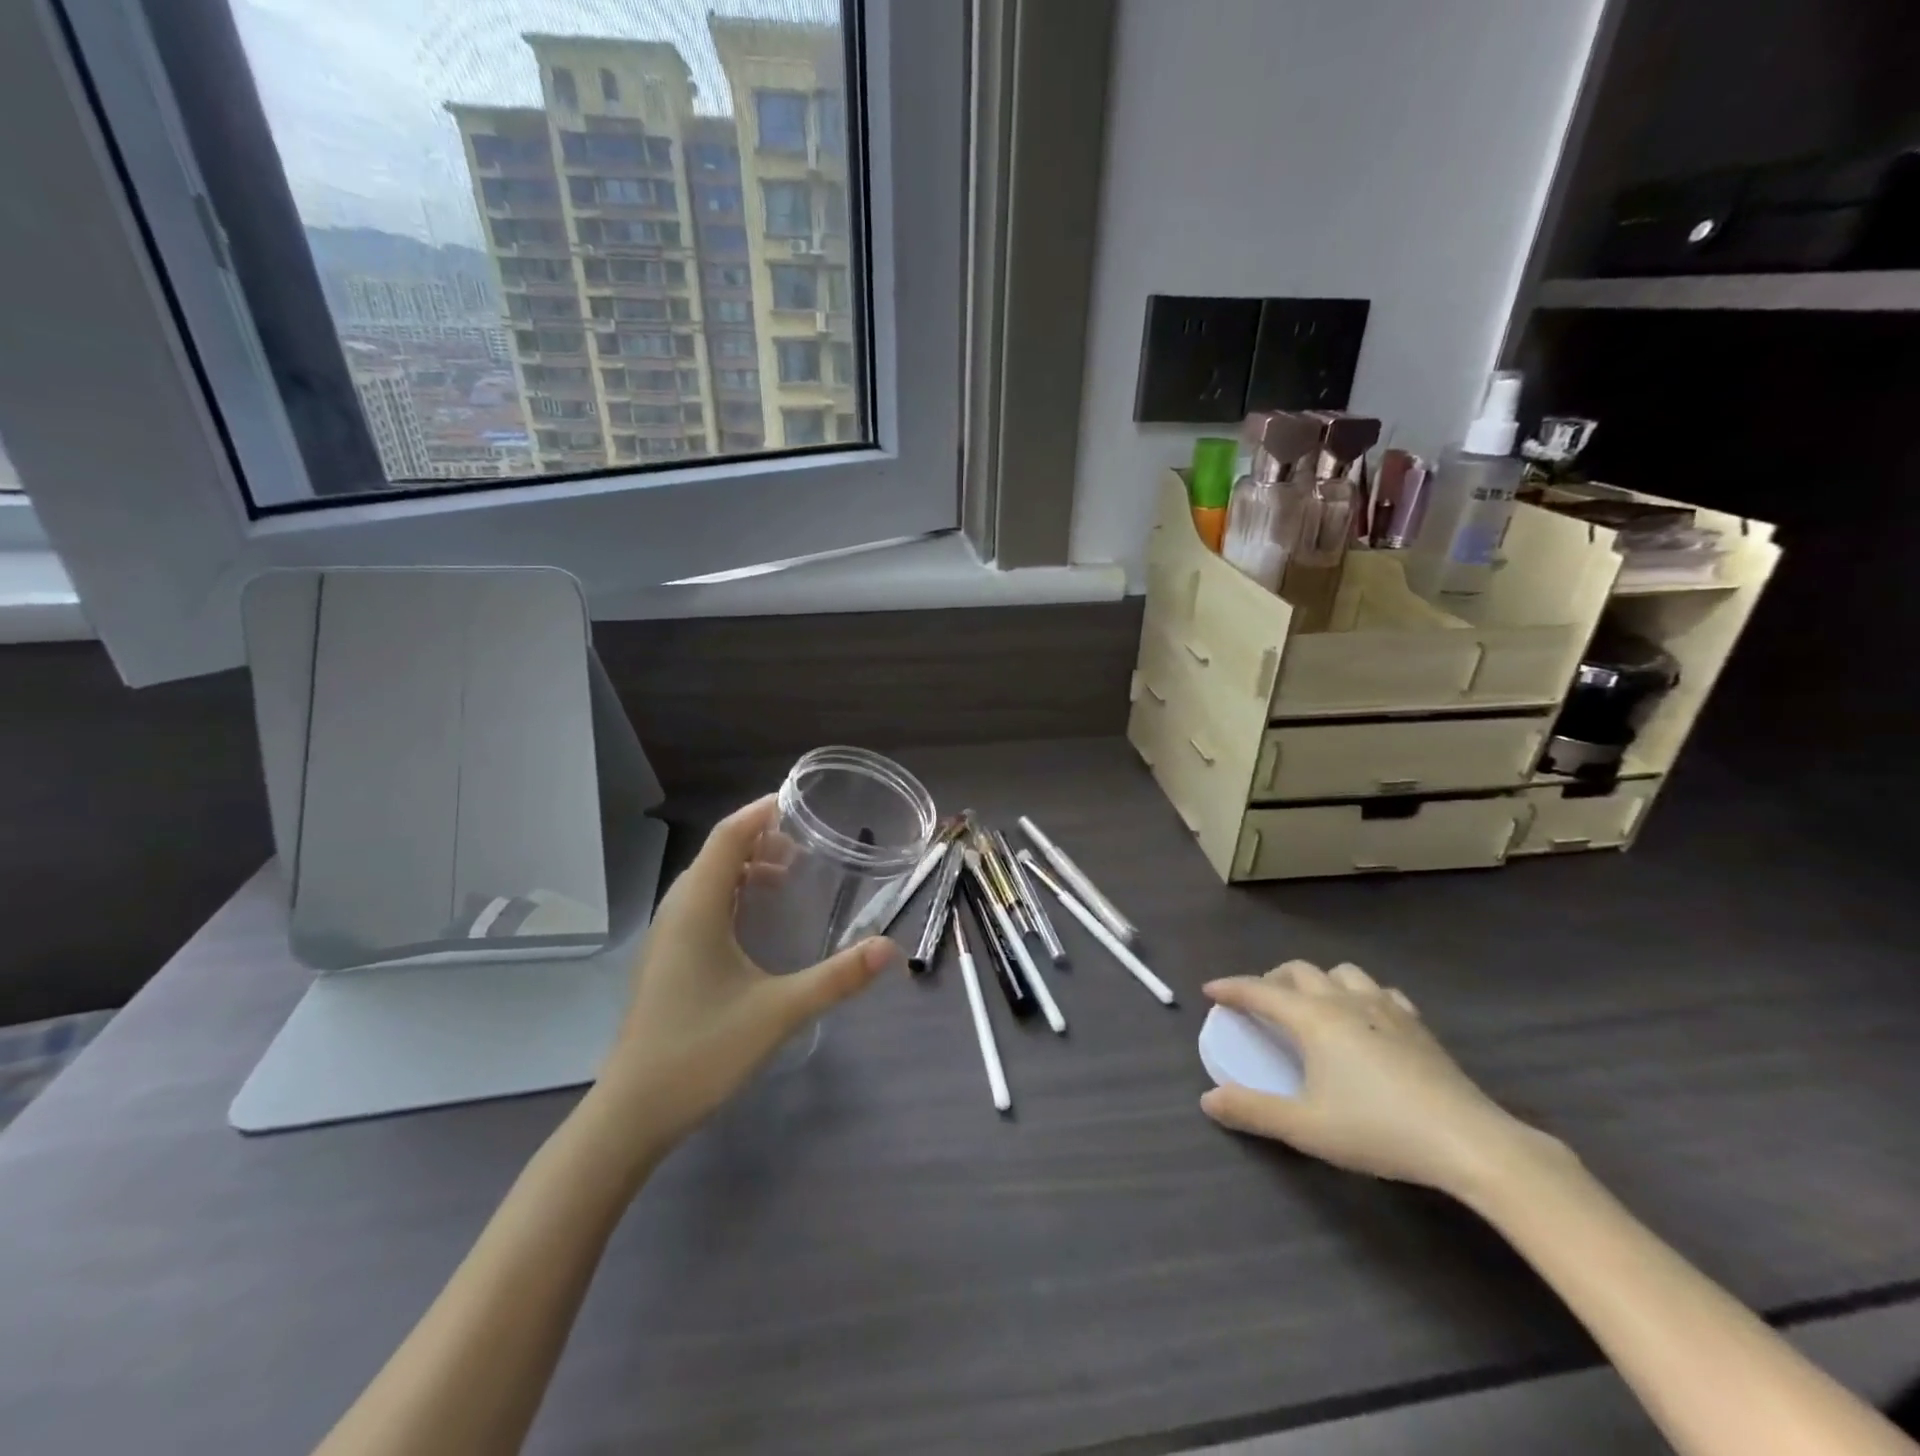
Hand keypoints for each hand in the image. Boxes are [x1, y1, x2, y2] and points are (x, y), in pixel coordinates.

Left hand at [593, 796, 897, 1150]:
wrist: (633, 1112)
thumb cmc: (702, 1052)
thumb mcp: (779, 1013)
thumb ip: (837, 978)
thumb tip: (889, 948)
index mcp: (698, 909)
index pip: (727, 837)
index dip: (759, 813)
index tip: (796, 802)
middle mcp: (676, 912)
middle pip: (716, 854)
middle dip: (758, 839)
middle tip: (804, 845)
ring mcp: (666, 937)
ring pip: (706, 881)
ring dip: (743, 867)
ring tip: (786, 875)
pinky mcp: (665, 960)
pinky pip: (700, 905)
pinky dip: (731, 894)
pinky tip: (754, 921)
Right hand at [1200, 961, 1564, 1198]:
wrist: (1468, 1141)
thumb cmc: (1378, 1130)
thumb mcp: (1306, 1127)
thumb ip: (1254, 1111)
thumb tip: (1208, 1100)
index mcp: (1313, 1019)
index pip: (1260, 991)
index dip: (1231, 988)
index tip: (1210, 990)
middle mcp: (1344, 1001)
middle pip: (1299, 971)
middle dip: (1272, 979)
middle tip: (1259, 1001)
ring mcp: (1385, 1008)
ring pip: (1341, 973)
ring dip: (1317, 980)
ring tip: (1311, 1004)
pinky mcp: (1417, 1024)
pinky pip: (1379, 991)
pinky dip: (1359, 994)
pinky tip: (1366, 1018)